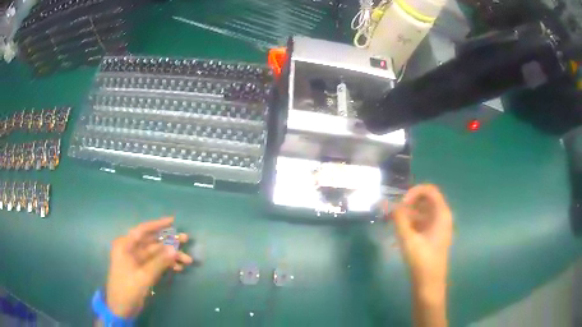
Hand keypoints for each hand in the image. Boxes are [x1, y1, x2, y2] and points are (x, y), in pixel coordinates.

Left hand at [105, 217, 192, 317]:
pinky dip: (167, 265)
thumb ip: (159, 262)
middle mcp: (131, 249)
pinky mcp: (142, 270)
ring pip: (156, 253)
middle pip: (152, 242)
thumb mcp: (143, 276)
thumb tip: (175, 249)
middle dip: (169, 242)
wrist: (121, 308)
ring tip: (187, 260)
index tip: (173, 221)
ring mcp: (137, 261)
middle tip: (186, 239)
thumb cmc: (127, 289)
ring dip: (171, 256)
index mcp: (125, 245)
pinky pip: (156, 263)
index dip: (157, 224)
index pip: (142, 230)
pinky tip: (178, 268)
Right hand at [388, 185, 452, 300]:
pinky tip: (397, 236)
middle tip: (392, 213)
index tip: (401, 203)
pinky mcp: (433, 237)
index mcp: (442, 214)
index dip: (414, 192)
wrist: (429, 284)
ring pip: (422, 214)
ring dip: (407, 216)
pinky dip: (410, 225)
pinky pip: (421, 224)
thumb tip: (392, 205)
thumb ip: (399, 219)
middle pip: (425, 201)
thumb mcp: (408, 239)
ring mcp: (438, 228)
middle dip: (407, 204)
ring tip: (391, 223)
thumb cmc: (422, 261)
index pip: (430, 191)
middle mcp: (442, 218)